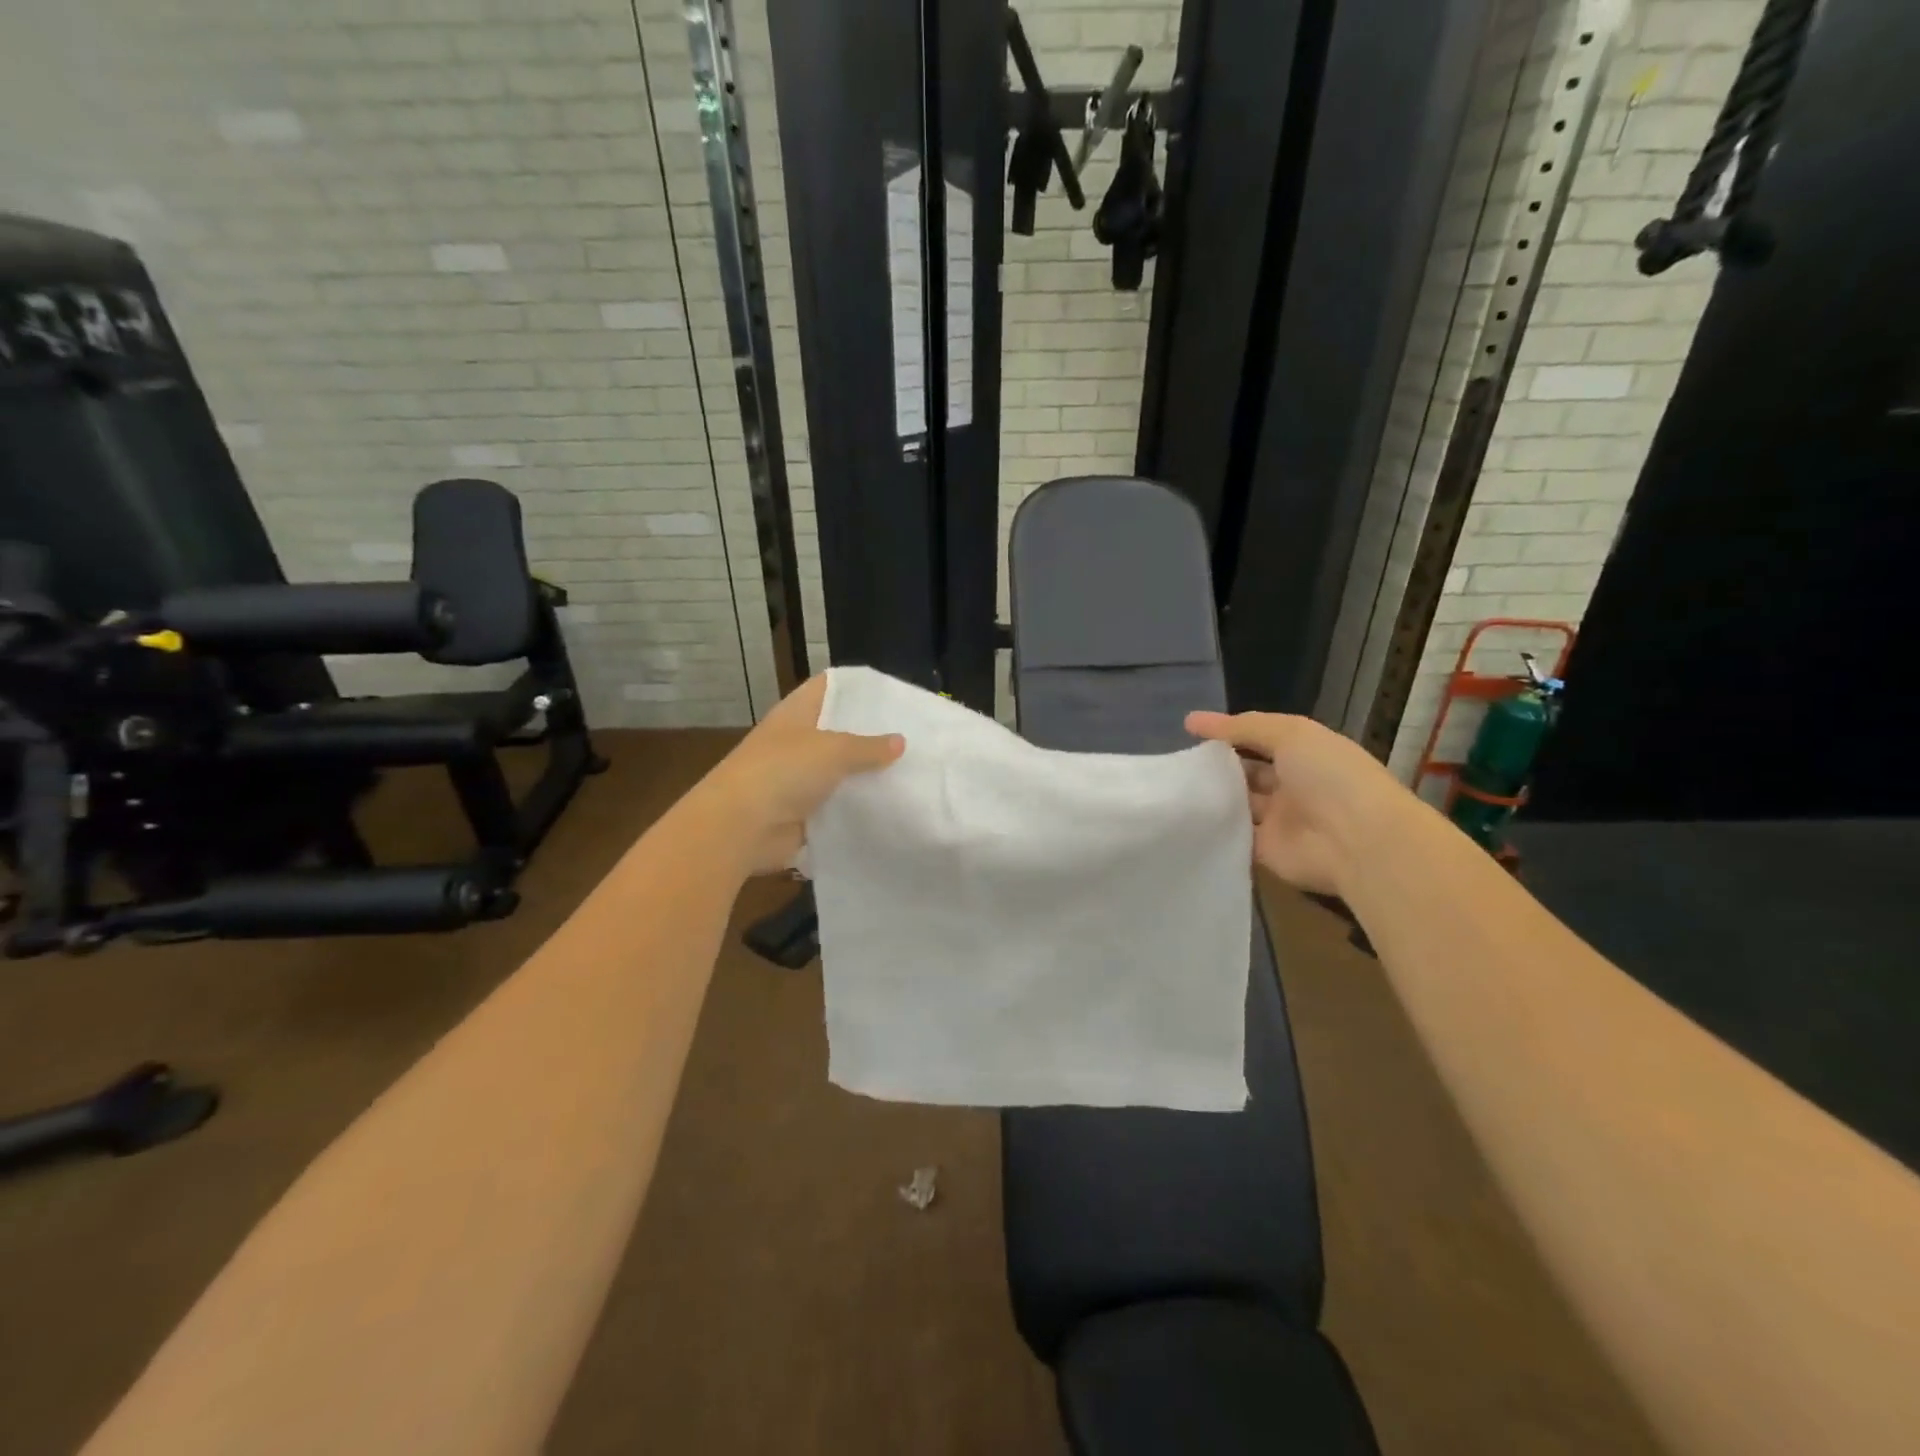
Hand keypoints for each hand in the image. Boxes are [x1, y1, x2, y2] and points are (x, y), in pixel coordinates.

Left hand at [691, 675, 903, 876]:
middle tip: (915, 735)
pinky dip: (859, 807)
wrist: (740, 827)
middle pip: (840, 731)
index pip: (830, 687)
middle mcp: (798, 742)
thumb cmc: (782, 771)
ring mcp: (800, 779)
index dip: (859, 687)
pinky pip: (839, 805)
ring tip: (913, 771)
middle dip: (873, 734)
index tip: (894, 694)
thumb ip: (869, 746)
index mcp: (797, 713)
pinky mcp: (805, 813)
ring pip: (842, 771)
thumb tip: (900, 742)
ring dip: (869, 775)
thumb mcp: (833, 750)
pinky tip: (893, 806)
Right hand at [1186, 710, 1409, 896]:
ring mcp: (1278, 821)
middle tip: (1178, 761)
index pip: (1260, 740)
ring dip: (1213, 796)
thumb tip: (1191, 721)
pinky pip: (1234, 836)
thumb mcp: (1289, 734)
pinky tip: (1183, 817)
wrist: (1357, 842)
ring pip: (1237, 804)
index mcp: (1304, 754)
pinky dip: (1213, 828)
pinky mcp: (1265, 852)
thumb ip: (1242, 727)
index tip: (1189, 732)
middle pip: (1246, 773)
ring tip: (1173, 785)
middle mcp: (1292, 786)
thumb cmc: (1329, 776)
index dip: (1228, 734)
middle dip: (1217, 766)